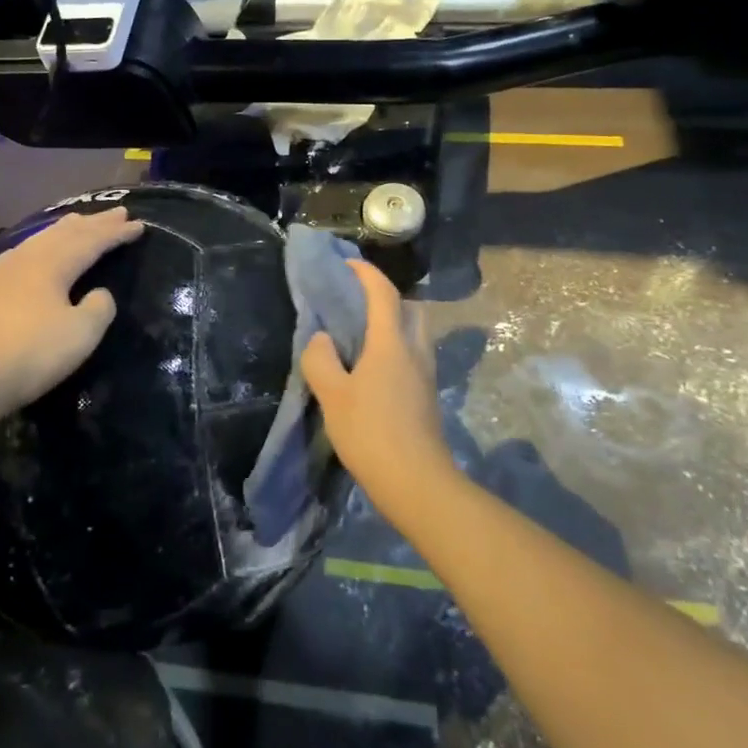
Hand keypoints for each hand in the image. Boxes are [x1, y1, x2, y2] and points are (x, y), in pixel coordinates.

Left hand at [0, 209, 144, 416]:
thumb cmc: (28, 356)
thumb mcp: (80, 335)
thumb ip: (98, 309)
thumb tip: (99, 293)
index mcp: (51, 265)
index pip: (91, 242)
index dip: (116, 233)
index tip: (138, 225)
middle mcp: (23, 259)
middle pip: (64, 233)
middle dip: (93, 223)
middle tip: (116, 212)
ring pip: (36, 241)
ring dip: (62, 231)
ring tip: (77, 223)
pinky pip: (15, 256)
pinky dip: (34, 247)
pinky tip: (29, 254)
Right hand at [302, 260, 460, 517]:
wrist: (416, 482)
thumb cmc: (371, 432)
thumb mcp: (332, 396)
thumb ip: (320, 360)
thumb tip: (321, 339)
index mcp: (391, 342)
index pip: (383, 293)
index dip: (365, 273)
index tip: (346, 265)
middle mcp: (415, 350)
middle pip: (411, 307)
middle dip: (387, 296)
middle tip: (357, 304)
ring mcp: (426, 373)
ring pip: (416, 332)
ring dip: (394, 323)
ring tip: (362, 336)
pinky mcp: (427, 395)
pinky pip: (414, 354)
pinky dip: (396, 347)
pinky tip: (372, 368)